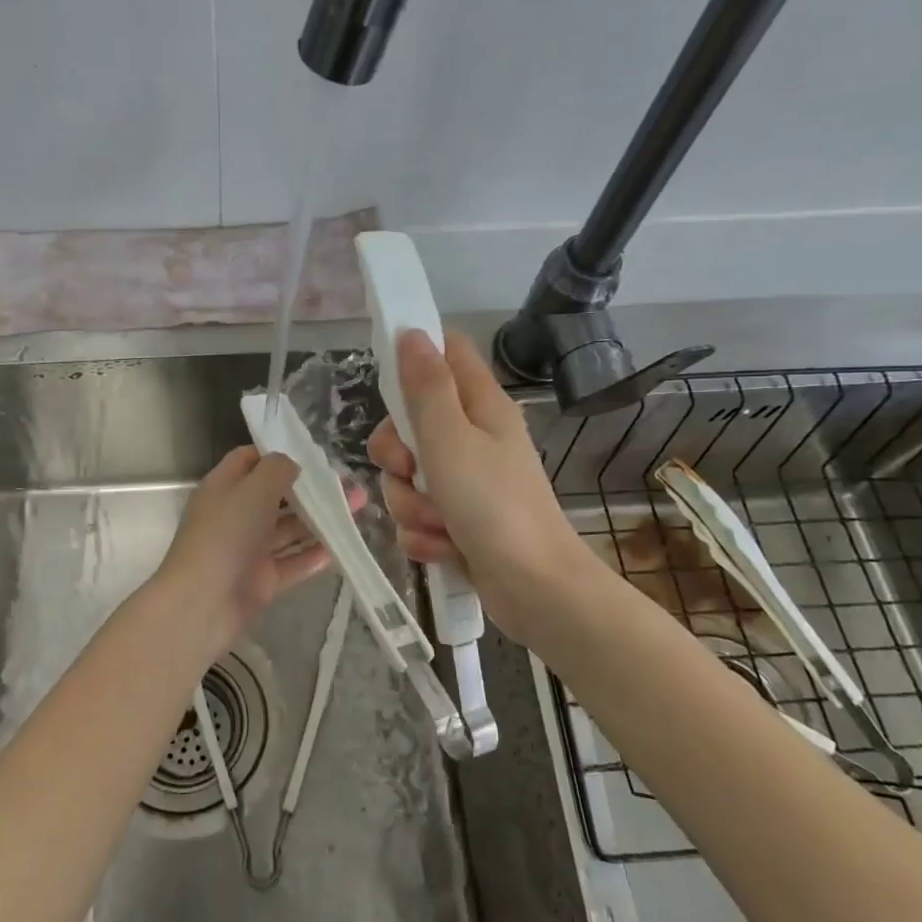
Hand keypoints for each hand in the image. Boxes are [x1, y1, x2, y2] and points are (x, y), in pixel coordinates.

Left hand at [150, 446, 363, 658]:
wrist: (202, 604)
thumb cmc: (225, 536)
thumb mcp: (252, 491)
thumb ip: (276, 470)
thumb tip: (292, 463)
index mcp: (223, 488)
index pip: (248, 460)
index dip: (277, 453)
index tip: (312, 453)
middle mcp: (235, 515)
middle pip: (276, 495)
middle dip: (310, 489)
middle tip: (348, 483)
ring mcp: (249, 549)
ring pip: (288, 529)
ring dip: (320, 519)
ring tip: (359, 508)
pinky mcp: (262, 580)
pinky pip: (293, 562)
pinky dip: (315, 554)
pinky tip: (343, 546)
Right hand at [369, 330, 596, 643]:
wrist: (534, 589)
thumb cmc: (494, 505)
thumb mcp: (450, 438)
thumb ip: (426, 387)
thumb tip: (412, 332)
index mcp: (480, 406)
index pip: (447, 353)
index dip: (415, 358)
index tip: (387, 382)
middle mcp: (473, 438)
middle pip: (411, 424)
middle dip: (397, 455)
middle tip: (411, 469)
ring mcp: (466, 483)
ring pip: (408, 478)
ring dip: (411, 504)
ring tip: (439, 523)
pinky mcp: (458, 522)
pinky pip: (418, 516)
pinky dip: (424, 535)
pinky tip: (443, 548)